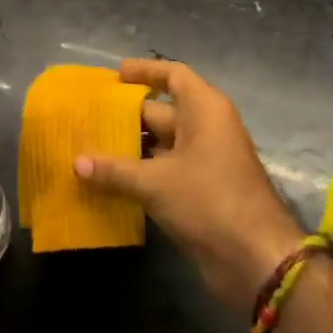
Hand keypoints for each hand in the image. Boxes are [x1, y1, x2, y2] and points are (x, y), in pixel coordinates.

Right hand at [75, 58, 304, 313]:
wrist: (256, 260)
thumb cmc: (209, 201)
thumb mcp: (155, 182)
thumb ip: (114, 170)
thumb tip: (76, 162)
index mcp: (204, 110)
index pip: (173, 75)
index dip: (145, 71)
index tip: (115, 75)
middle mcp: (206, 129)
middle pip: (160, 112)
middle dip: (124, 116)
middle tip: (86, 119)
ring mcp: (205, 161)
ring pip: (159, 145)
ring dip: (128, 149)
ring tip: (88, 149)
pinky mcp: (200, 192)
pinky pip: (163, 172)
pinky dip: (139, 174)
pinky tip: (107, 182)